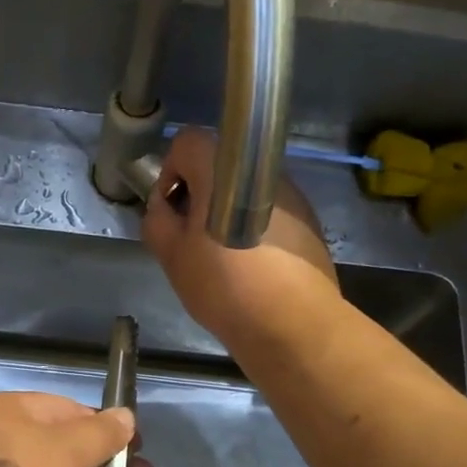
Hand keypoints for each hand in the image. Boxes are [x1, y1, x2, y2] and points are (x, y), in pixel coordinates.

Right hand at [142, 129, 340, 348]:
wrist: (291, 323)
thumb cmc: (224, 284)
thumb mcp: (171, 255)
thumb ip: (157, 219)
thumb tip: (164, 206)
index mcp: (223, 168)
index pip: (186, 142)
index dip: (171, 173)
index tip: (172, 211)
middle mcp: (262, 169)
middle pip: (219, 166)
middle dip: (200, 195)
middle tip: (192, 238)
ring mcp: (291, 193)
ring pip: (246, 190)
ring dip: (229, 211)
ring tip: (225, 256)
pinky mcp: (309, 219)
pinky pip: (270, 211)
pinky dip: (256, 227)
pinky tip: (254, 266)